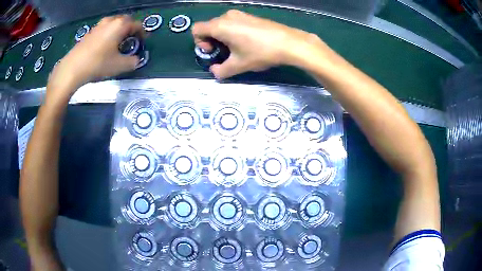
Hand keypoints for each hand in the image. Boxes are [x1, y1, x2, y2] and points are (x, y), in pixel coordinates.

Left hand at [48, 15, 145, 96]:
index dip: (143, 33)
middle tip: (132, 40)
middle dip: (131, 29)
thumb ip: (132, 62)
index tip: (143, 41)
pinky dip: (109, 33)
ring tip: (119, 42)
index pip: (137, 25)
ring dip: (119, 30)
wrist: (72, 69)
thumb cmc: (97, 64)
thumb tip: (136, 60)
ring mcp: (98, 26)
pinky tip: (106, 45)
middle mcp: (110, 21)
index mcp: (120, 25)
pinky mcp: (90, 33)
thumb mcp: (119, 66)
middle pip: (125, 20)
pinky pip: (104, 29)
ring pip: (114, 23)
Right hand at [192, 10, 323, 78]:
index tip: (212, 52)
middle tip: (223, 53)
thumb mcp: (238, 65)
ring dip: (222, 37)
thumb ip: (221, 71)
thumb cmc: (260, 52)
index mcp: (219, 26)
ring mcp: (240, 14)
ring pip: (221, 24)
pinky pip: (233, 23)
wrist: (288, 43)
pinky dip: (233, 32)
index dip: (199, 42)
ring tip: (236, 49)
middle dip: (211, 41)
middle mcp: (227, 16)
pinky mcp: (250, 16)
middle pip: (209, 27)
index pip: (196, 29)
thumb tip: (214, 72)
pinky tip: (246, 42)